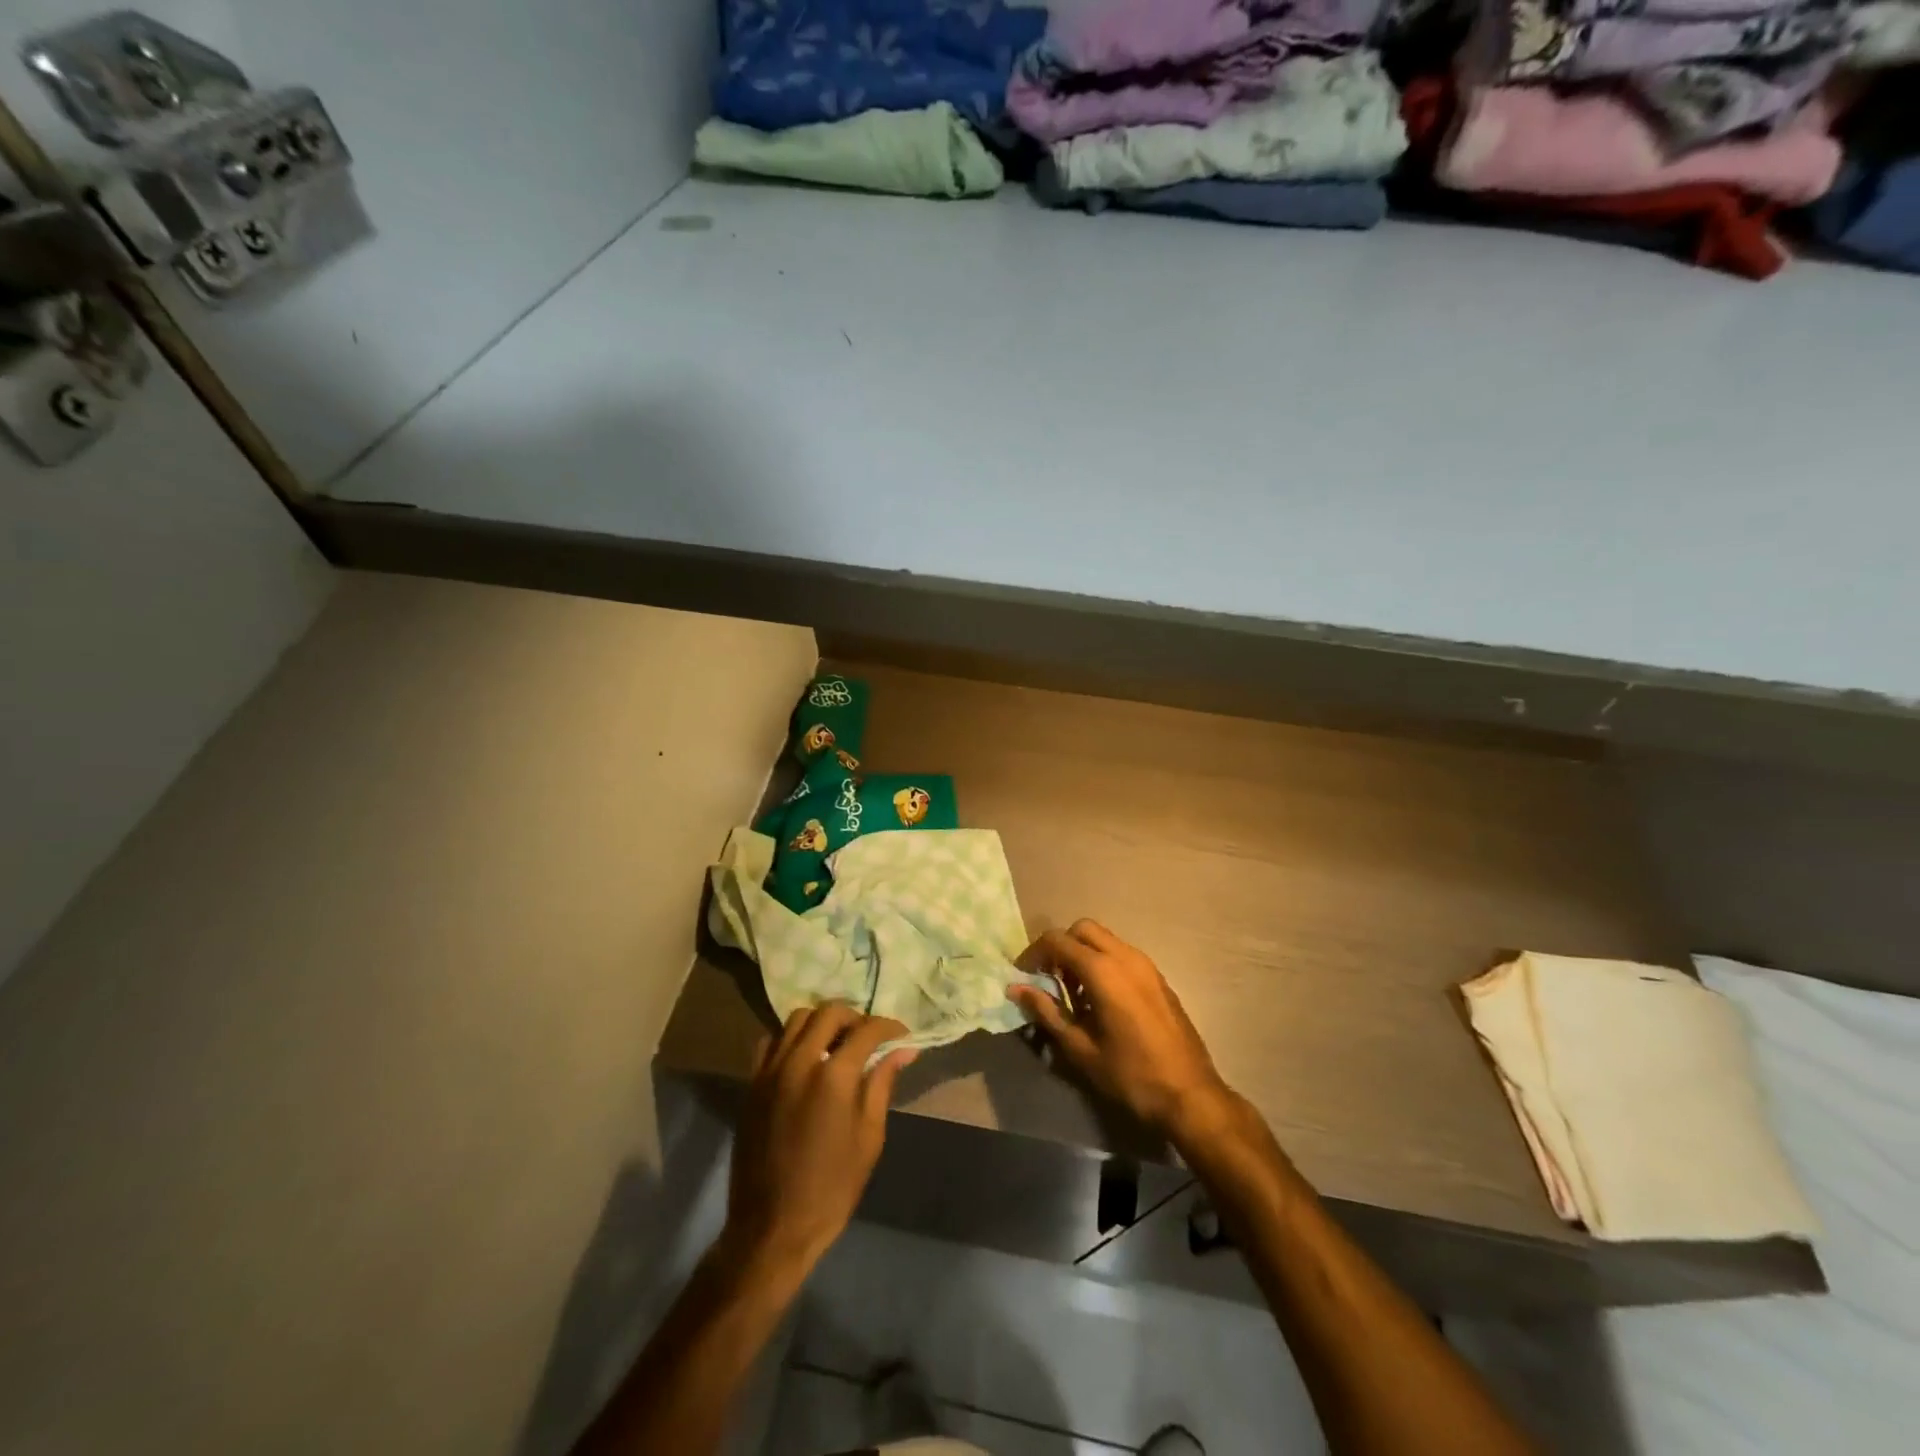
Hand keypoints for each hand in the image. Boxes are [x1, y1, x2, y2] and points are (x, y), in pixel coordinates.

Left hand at [722, 1005, 915, 1280]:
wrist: (772, 1226)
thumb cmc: (831, 1187)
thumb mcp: (869, 1137)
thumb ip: (882, 1084)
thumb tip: (903, 1050)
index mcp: (833, 1076)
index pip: (867, 1030)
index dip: (890, 1027)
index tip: (902, 1036)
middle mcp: (800, 1061)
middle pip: (830, 1012)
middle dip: (855, 1017)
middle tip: (869, 1037)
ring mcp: (771, 1070)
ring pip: (797, 1019)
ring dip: (822, 1022)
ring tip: (837, 1043)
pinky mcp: (752, 1083)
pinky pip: (771, 1041)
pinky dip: (790, 1039)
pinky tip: (803, 1059)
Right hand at [1009, 921, 1234, 1146]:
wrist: (1190, 1094)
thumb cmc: (1130, 1074)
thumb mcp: (1080, 1048)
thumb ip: (1047, 1012)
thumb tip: (1017, 989)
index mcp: (1103, 971)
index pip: (1057, 940)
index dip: (1034, 953)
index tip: (1023, 975)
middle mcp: (1125, 956)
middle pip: (1082, 929)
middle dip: (1060, 946)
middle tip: (1049, 978)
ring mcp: (1146, 965)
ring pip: (1105, 939)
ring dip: (1082, 954)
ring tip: (1073, 992)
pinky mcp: (1158, 977)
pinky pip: (1122, 954)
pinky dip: (1103, 962)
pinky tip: (1100, 999)